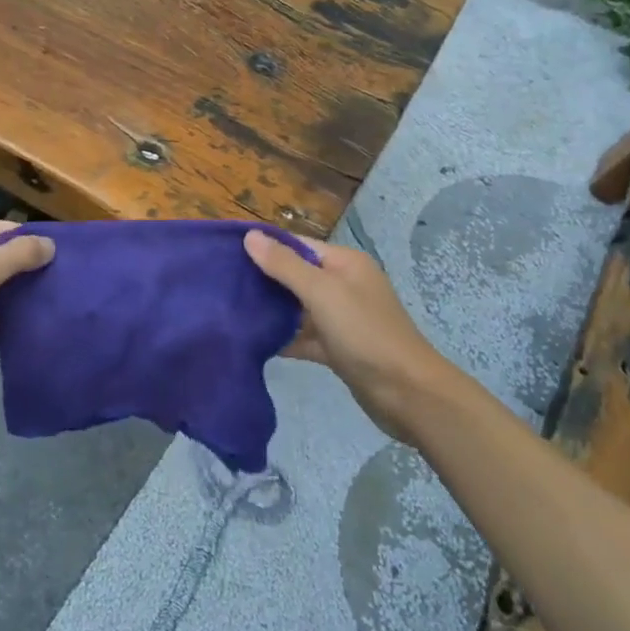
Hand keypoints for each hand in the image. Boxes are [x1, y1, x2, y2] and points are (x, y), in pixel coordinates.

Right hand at [244, 230, 454, 442]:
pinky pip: (304, 337)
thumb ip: (285, 265)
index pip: (298, 245)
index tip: (226, 253)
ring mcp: (341, 319)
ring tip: (229, 311)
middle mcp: (344, 286)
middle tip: (222, 285)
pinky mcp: (338, 349)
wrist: (407, 394)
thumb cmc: (365, 333)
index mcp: (345, 263)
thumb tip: (250, 236)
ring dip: (271, 310)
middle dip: (264, 279)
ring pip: (298, 308)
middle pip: (296, 275)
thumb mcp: (323, 292)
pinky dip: (284, 339)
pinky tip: (253, 343)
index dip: (265, 246)